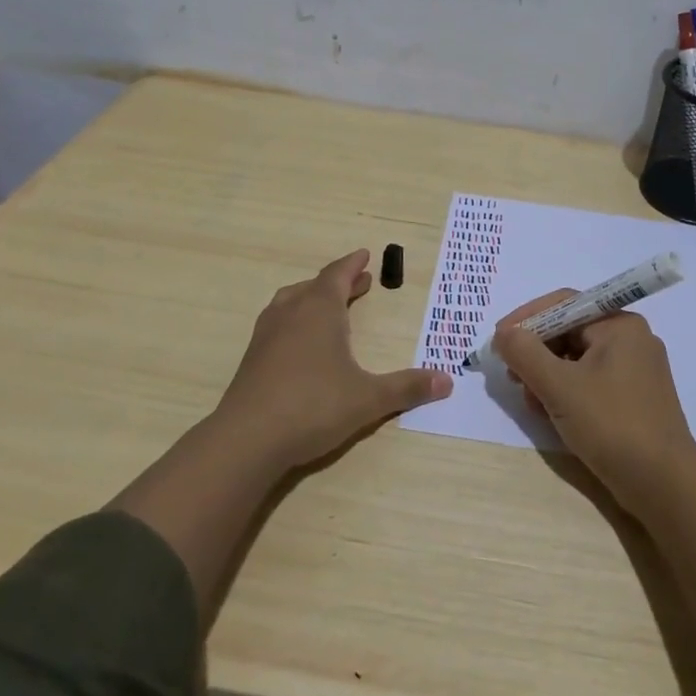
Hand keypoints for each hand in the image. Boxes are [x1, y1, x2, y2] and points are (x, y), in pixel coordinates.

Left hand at [212, 249, 451, 470]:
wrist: (248, 439)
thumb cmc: (314, 406)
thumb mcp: (369, 398)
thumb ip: (407, 387)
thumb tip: (447, 381)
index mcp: (320, 310)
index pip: (337, 275)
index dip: (352, 265)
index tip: (364, 255)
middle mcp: (291, 314)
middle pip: (314, 286)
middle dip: (338, 282)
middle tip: (358, 282)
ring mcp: (266, 336)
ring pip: (290, 302)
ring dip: (312, 298)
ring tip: (327, 306)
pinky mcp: (251, 360)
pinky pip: (277, 325)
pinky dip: (294, 321)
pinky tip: (300, 343)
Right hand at [493, 291, 695, 517]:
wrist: (664, 485)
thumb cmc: (611, 424)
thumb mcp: (559, 386)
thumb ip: (525, 353)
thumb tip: (504, 334)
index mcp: (619, 325)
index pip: (563, 304)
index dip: (526, 319)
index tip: (498, 341)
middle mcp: (631, 339)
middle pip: (569, 332)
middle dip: (536, 353)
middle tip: (512, 377)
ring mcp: (635, 370)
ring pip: (577, 360)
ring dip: (548, 376)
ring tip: (531, 403)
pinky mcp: (634, 399)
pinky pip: (591, 382)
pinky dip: (567, 392)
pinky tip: (552, 415)